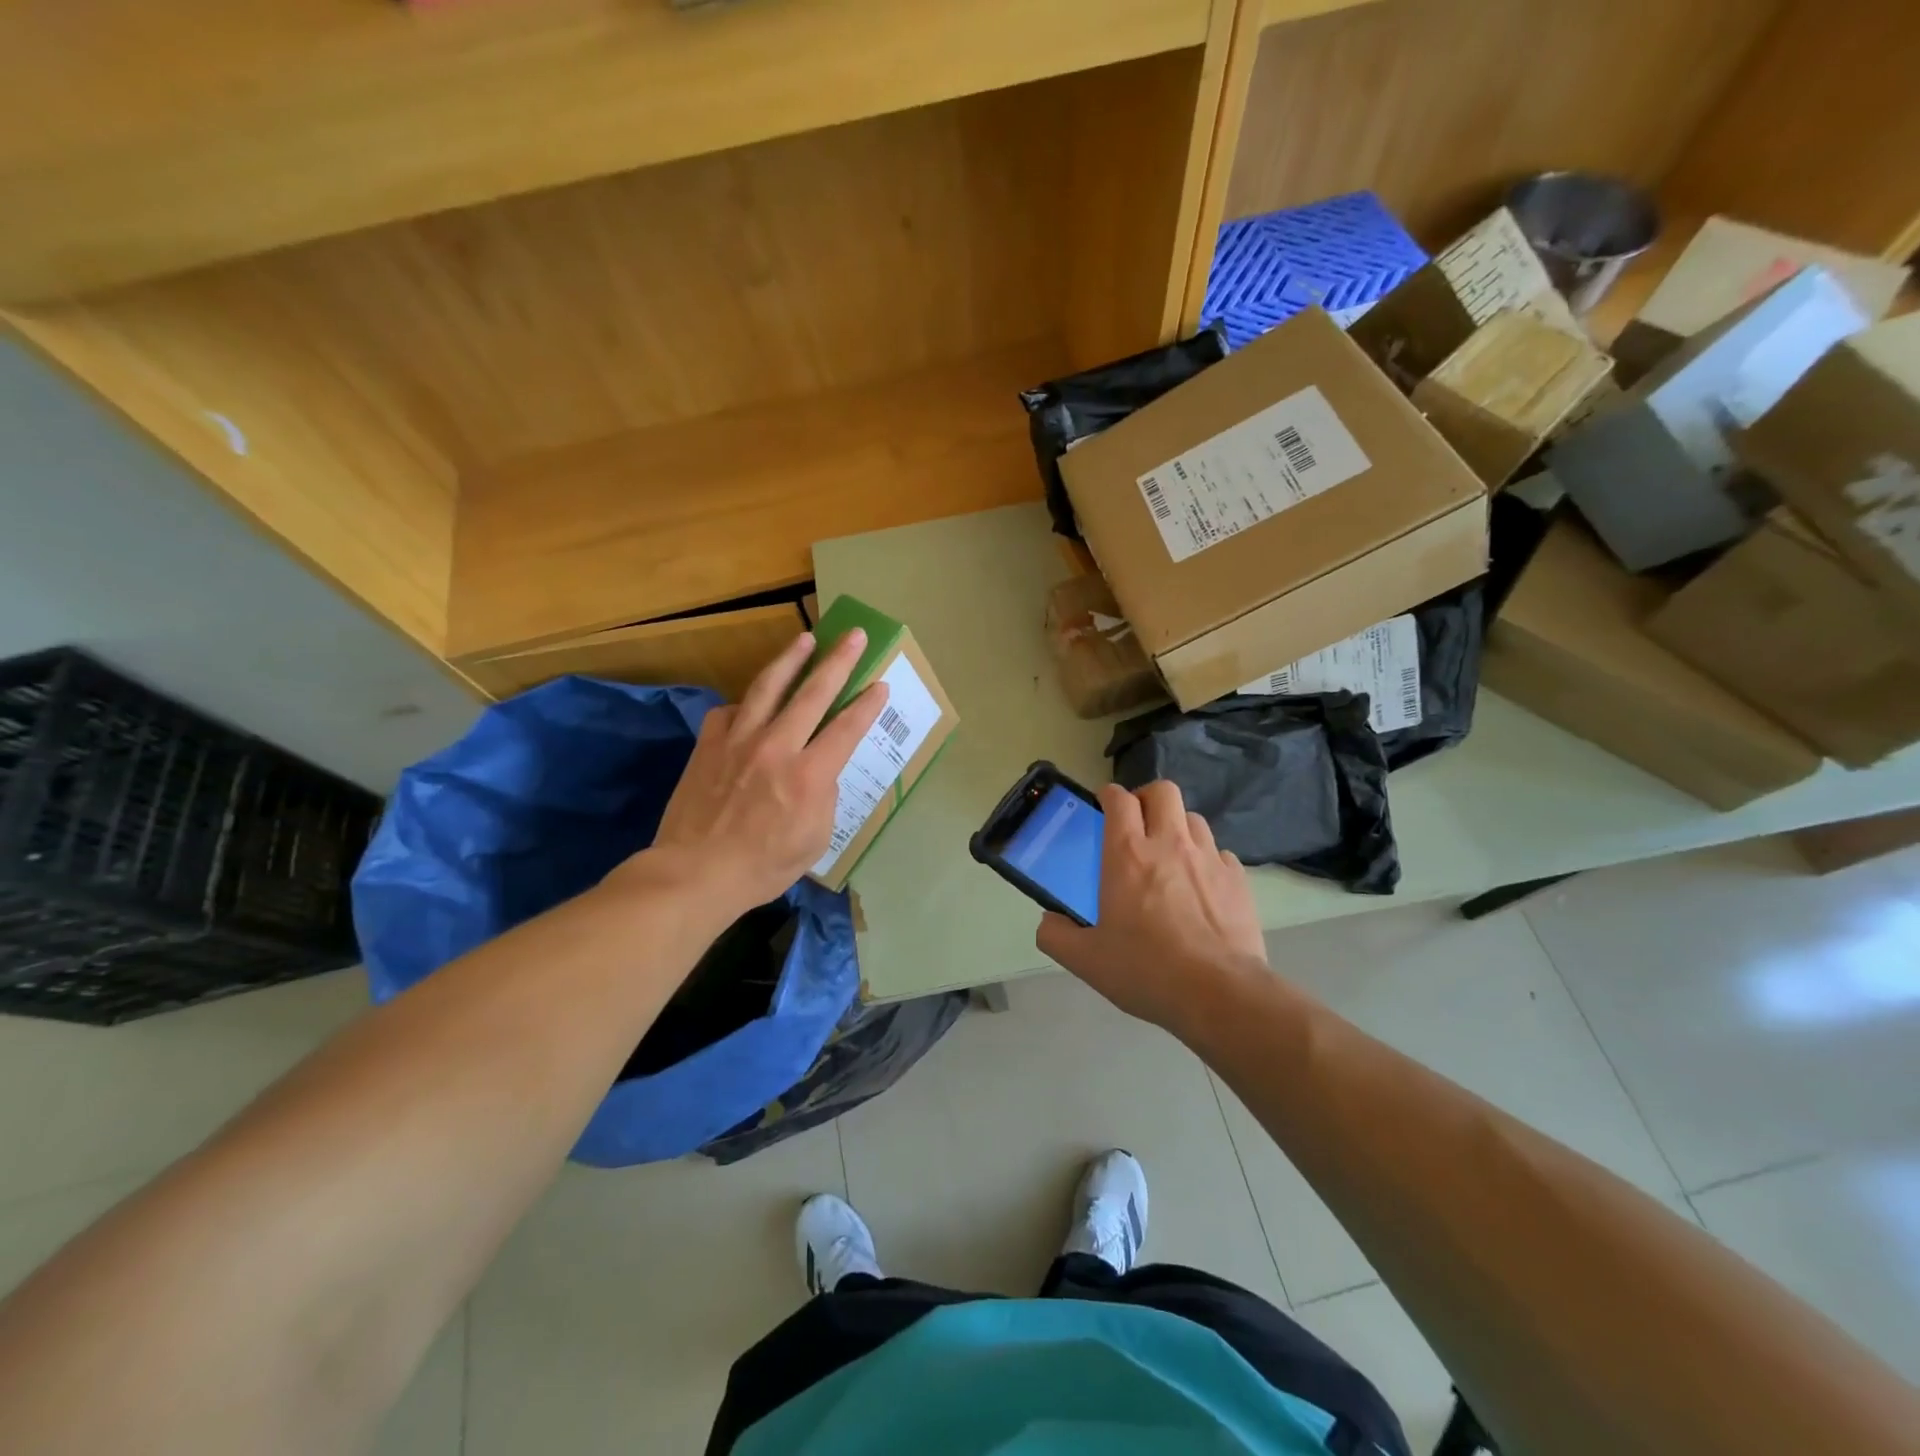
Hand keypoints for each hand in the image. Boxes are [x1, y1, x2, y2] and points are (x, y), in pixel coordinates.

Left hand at [628, 628, 886, 914]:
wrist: (696, 872)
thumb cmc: (763, 866)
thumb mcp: (815, 839)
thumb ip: (823, 797)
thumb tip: (819, 771)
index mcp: (809, 775)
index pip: (846, 727)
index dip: (867, 703)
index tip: (880, 683)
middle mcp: (776, 746)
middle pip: (813, 693)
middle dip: (839, 660)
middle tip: (855, 635)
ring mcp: (738, 740)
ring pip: (768, 687)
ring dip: (791, 659)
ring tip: (805, 639)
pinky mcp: (709, 744)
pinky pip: (730, 712)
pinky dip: (745, 703)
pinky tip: (751, 702)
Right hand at [1037, 781, 1268, 1035]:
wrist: (1218, 994)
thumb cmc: (1146, 970)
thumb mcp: (1086, 960)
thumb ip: (1056, 936)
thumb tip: (1049, 921)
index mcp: (1127, 854)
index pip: (1119, 799)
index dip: (1109, 796)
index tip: (1103, 807)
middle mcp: (1169, 844)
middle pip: (1162, 791)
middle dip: (1146, 798)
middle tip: (1137, 823)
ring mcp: (1208, 858)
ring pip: (1193, 818)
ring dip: (1177, 826)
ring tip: (1169, 854)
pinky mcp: (1237, 879)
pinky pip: (1219, 852)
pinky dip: (1206, 859)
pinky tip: (1200, 885)